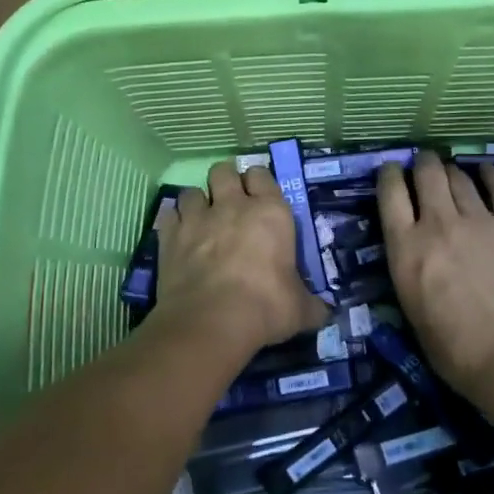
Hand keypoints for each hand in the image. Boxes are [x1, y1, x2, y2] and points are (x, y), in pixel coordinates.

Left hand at [153, 160, 330, 352]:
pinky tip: (178, 236)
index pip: (262, 175)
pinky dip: (173, 222)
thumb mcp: (300, 310)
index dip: (259, 182)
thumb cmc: (265, 308)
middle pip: (224, 171)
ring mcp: (197, 218)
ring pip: (192, 190)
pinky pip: (169, 215)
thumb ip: (311, 304)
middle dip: (225, 181)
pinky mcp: (170, 236)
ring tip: (201, 220)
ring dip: (197, 202)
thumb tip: (324, 312)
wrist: (211, 322)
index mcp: (270, 212)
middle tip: (229, 201)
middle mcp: (233, 205)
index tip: (259, 196)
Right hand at [378, 152, 493, 396]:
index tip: (391, 170)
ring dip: (452, 171)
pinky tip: (486, 170)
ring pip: (460, 178)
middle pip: (427, 174)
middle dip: (423, 163)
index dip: (389, 174)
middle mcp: (439, 224)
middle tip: (425, 163)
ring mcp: (479, 221)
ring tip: (452, 171)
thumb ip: (410, 270)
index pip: (390, 194)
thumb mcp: (411, 309)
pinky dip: (490, 175)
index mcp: (406, 248)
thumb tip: (416, 254)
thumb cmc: (455, 350)